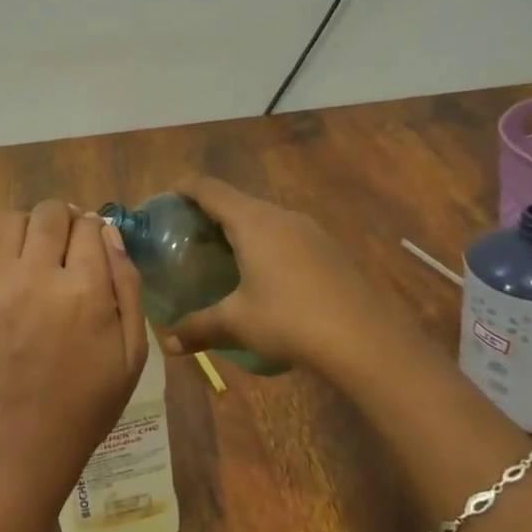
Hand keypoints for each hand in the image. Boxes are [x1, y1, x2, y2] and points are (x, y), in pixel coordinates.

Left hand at [0, 200, 148, 502]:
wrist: (21, 440)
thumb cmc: (88, 402)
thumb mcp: (132, 352)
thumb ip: (128, 286)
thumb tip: (112, 235)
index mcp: (85, 290)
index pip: (90, 226)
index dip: (97, 229)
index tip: (98, 244)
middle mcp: (40, 276)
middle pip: (50, 212)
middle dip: (66, 218)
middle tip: (72, 242)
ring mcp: (1, 284)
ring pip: (14, 221)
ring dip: (34, 227)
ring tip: (44, 252)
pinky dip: (13, 256)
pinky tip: (24, 286)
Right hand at [155, 176, 380, 370]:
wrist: (366, 341)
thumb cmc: (290, 320)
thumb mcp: (236, 323)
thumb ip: (197, 327)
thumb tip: (166, 343)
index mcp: (253, 221)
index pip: (209, 188)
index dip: (183, 189)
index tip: (165, 201)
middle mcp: (281, 216)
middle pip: (237, 201)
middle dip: (209, 214)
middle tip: (188, 239)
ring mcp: (311, 231)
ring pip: (265, 219)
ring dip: (240, 231)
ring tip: (223, 259)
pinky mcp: (330, 250)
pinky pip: (287, 236)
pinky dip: (266, 246)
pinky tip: (265, 279)